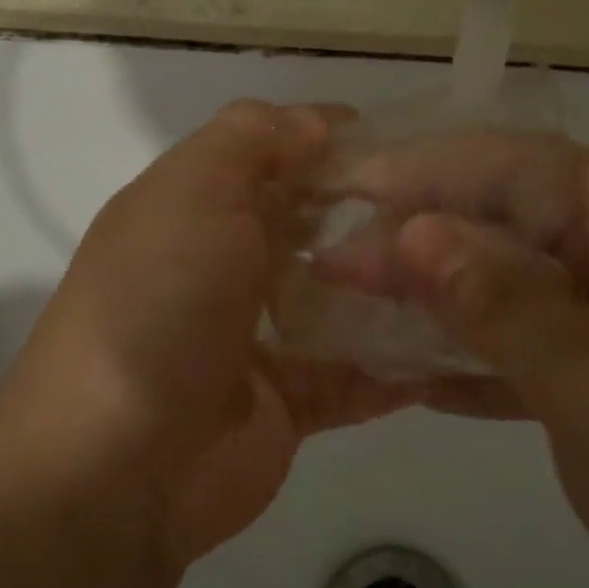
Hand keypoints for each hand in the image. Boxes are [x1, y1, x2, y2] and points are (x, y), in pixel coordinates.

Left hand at [0, 101, 416, 569]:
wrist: (119, 465)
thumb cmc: (158, 304)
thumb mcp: (192, 192)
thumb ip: (251, 140)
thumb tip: (314, 122)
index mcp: (191, 212)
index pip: (268, 157)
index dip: (326, 142)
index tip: (399, 140)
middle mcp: (222, 270)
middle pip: (308, 228)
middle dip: (370, 215)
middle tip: (449, 206)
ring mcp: (256, 340)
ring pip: (338, 302)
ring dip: (392, 289)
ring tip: (468, 269)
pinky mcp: (288, 404)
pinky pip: (354, 376)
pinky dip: (398, 366)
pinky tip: (459, 347)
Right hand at [327, 133, 588, 587]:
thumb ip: (502, 304)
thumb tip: (414, 233)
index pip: (531, 170)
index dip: (439, 170)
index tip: (359, 187)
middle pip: (516, 224)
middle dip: (426, 238)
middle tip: (340, 261)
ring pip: (515, 286)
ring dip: (441, 296)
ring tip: (360, 303)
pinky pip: (529, 346)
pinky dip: (474, 354)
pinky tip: (414, 371)